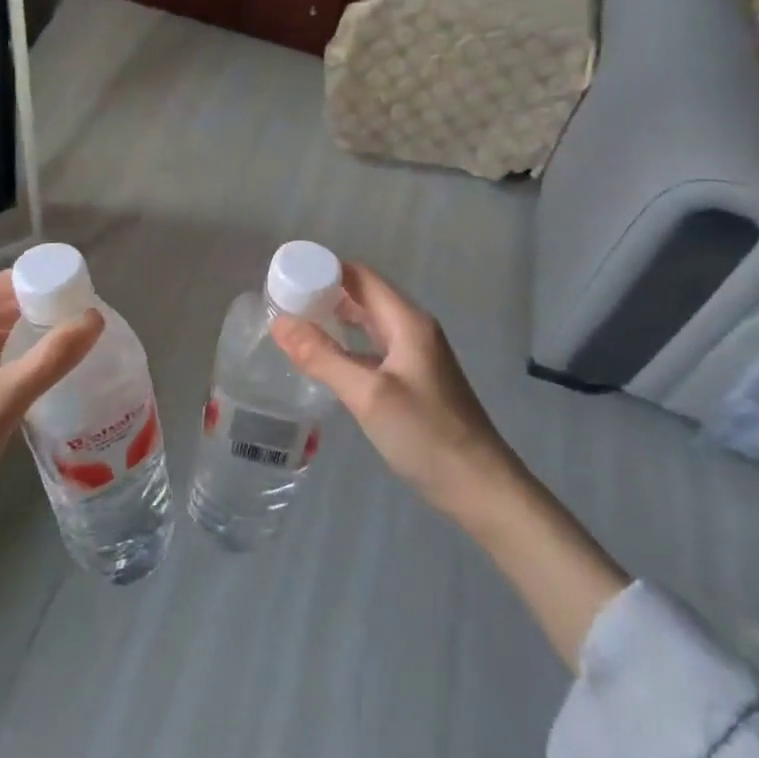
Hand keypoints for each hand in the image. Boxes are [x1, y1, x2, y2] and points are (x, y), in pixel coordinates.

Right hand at [270, 263, 516, 518]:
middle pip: (365, 296)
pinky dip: (348, 346)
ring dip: (336, 319)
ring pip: (369, 324)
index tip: (286, 276)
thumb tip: (279, 322)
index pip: (361, 276)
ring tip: (296, 325)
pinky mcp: (415, 381)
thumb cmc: (425, 434)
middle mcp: (413, 330)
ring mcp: (416, 356)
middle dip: (325, 293)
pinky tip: (326, 362)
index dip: (324, 270)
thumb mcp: (368, 394)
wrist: (479, 487)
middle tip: (283, 302)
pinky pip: (374, 349)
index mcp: (407, 321)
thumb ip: (322, 356)